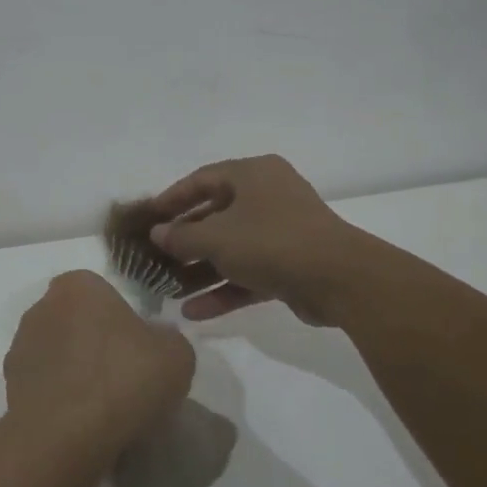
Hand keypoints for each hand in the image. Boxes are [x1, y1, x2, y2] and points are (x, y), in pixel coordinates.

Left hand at [3, 271, 194, 462]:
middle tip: (123, 377)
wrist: (67, 436)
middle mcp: (42, 306)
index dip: (123, 320)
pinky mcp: (9, 384)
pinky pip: (45, 384)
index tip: (138, 350)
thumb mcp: (176, 354)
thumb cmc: (124, 380)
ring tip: (102, 406)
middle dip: (95, 342)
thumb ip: (167, 337)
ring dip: (75, 370)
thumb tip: (154, 340)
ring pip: (58, 352)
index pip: (103, 293)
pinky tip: (80, 421)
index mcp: (78, 285)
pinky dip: (60, 396)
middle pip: (77, 320)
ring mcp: (20, 345)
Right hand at [144, 154, 365, 323]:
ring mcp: (280, 232)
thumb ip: (182, 236)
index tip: (147, 217)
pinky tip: (193, 311)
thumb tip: (157, 234)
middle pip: (216, 216)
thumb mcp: (217, 237)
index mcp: (253, 175)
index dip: (172, 198)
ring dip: (200, 270)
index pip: (202, 179)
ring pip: (231, 248)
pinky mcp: (289, 265)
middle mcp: (267, 197)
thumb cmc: (271, 241)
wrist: (339, 279)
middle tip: (155, 257)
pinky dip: (223, 289)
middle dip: (184, 241)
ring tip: (167, 289)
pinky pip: (248, 273)